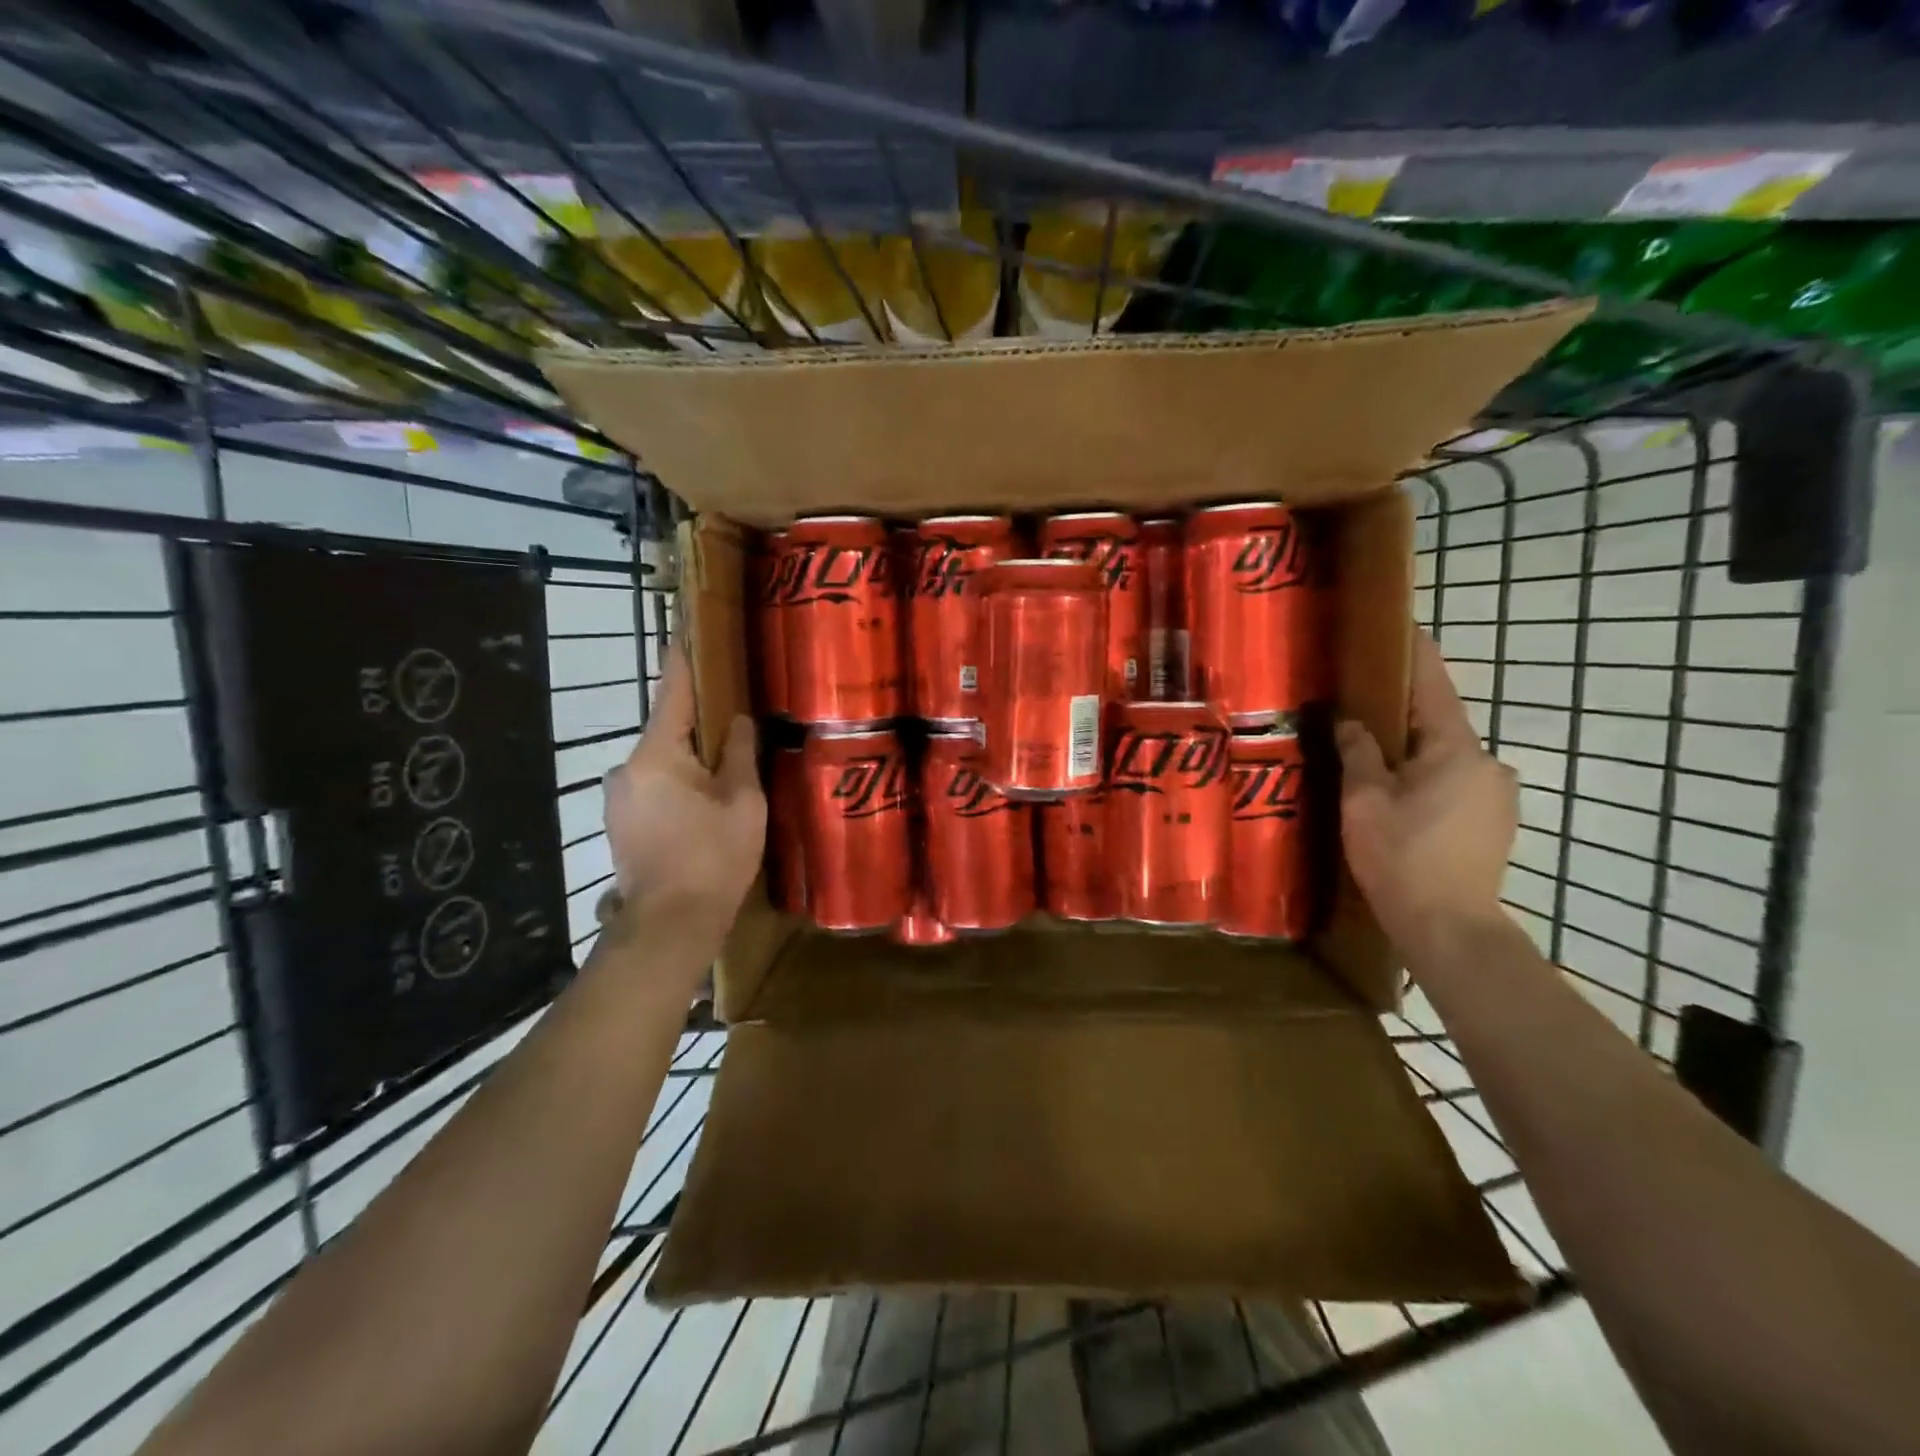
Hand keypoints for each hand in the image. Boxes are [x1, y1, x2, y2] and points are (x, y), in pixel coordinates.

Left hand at [601, 642, 764, 959]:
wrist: (670, 925)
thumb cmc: (714, 858)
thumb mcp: (743, 802)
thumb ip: (738, 754)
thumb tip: (738, 721)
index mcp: (657, 755)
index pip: (672, 694)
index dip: (681, 661)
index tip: (682, 630)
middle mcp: (628, 768)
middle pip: (668, 731)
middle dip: (698, 725)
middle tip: (733, 723)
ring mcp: (619, 797)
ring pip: (662, 762)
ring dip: (689, 760)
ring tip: (724, 773)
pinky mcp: (621, 822)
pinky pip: (655, 786)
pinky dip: (678, 784)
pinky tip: (703, 804)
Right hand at [1334, 630, 1517, 950]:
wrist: (1448, 927)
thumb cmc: (1401, 856)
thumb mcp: (1365, 800)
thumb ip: (1358, 752)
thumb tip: (1350, 721)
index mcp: (1457, 749)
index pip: (1433, 686)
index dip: (1415, 654)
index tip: (1400, 626)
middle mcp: (1488, 763)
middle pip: (1439, 723)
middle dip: (1402, 712)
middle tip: (1360, 705)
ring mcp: (1496, 795)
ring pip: (1446, 757)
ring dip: (1413, 751)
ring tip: (1372, 758)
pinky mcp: (1494, 822)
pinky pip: (1454, 783)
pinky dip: (1426, 778)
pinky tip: (1398, 798)